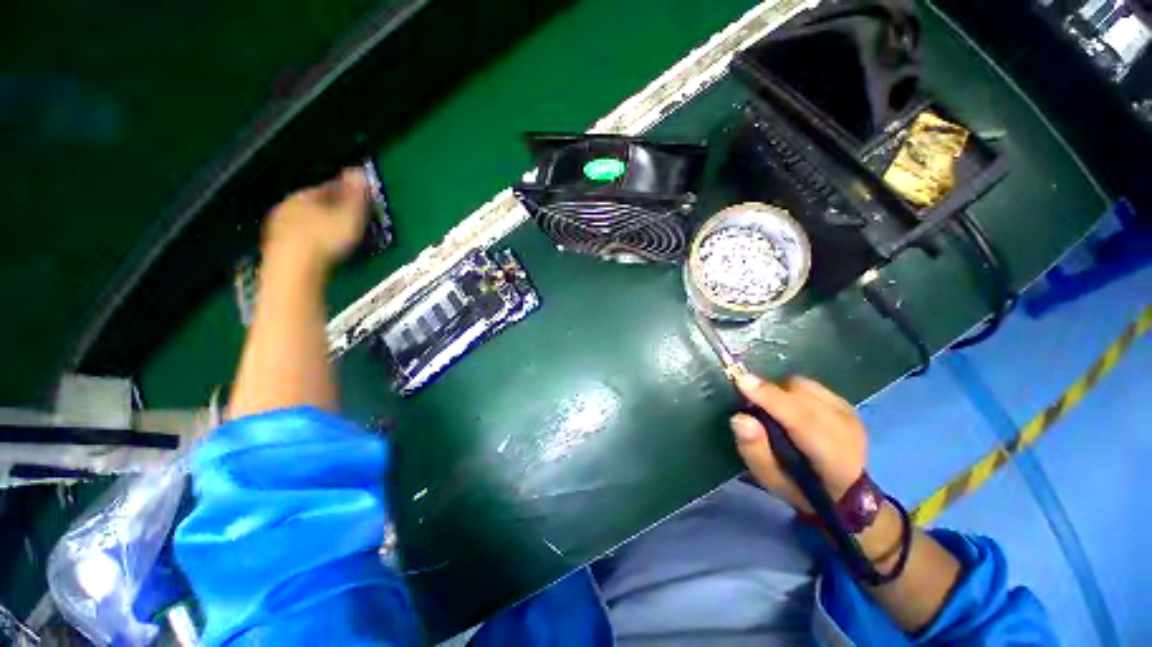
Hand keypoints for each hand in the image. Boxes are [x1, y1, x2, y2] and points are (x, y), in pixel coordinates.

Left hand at [261, 168, 367, 270]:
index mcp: (303, 196)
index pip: (327, 188)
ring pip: (303, 221)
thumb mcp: (349, 216)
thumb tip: (359, 171)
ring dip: (318, 225)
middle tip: (347, 218)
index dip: (345, 193)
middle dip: (330, 209)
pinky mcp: (277, 249)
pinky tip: (321, 249)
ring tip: (335, 235)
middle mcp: (286, 208)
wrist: (294, 268)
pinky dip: (310, 241)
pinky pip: (298, 239)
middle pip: (313, 205)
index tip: (358, 199)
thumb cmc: (325, 239)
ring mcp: (278, 229)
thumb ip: (355, 195)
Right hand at [730, 374, 866, 511]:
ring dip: (780, 391)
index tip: (742, 382)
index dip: (771, 399)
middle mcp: (848, 431)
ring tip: (770, 407)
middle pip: (802, 396)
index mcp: (834, 460)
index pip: (802, 421)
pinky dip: (791, 390)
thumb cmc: (799, 487)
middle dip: (771, 392)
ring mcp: (850, 414)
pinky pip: (810, 385)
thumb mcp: (771, 479)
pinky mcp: (846, 403)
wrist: (842, 490)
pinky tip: (787, 405)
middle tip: (749, 401)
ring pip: (804, 386)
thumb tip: (740, 418)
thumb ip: (754, 450)